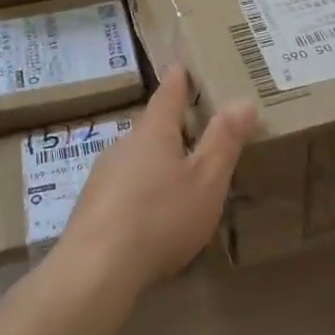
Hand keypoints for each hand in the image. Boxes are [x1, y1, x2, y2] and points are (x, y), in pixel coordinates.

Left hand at [57, 65, 255, 295]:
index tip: (180, 65)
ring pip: (135, 159)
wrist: (96, 269)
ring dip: (155, 162)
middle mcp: (123, 146)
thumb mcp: (206, 181)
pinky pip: (123, 188)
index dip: (178, 80)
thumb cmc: (160, 217)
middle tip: (193, 128)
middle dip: (170, 127)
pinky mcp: (91, 208)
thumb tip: (243, 100)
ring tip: (177, 176)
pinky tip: (151, 214)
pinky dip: (141, 191)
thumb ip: (225, 141)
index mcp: (153, 133)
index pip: (168, 95)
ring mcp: (102, 177)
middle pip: (150, 128)